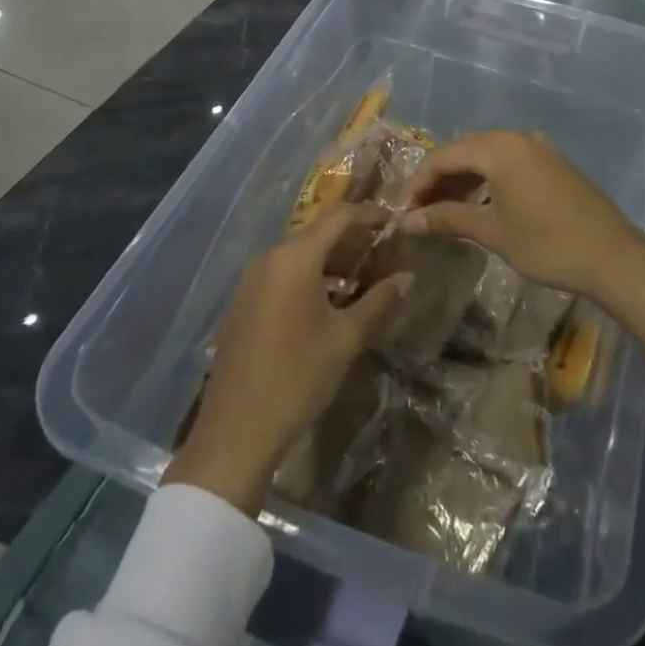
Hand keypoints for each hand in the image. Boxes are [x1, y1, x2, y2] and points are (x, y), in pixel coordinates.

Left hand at [166, 203, 411, 514]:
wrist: (236, 430)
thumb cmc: (298, 377)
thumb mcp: (346, 338)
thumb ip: (379, 301)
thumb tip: (408, 276)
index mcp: (295, 258)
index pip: (339, 217)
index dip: (369, 215)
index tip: (395, 223)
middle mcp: (270, 258)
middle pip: (318, 233)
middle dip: (352, 239)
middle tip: (384, 253)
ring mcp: (252, 280)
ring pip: (300, 254)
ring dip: (332, 259)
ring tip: (363, 277)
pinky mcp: (244, 302)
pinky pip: (283, 273)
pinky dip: (310, 275)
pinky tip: (331, 300)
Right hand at [400, 130, 644, 298]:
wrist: (613, 256)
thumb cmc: (547, 244)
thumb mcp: (492, 231)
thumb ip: (447, 219)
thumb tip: (406, 221)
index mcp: (499, 147)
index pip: (443, 155)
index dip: (419, 182)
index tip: (403, 211)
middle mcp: (517, 137)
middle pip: (464, 150)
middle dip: (438, 178)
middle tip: (420, 211)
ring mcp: (538, 147)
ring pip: (487, 155)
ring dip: (463, 178)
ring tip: (445, 210)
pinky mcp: (553, 161)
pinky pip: (509, 161)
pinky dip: (488, 178)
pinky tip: (480, 203)